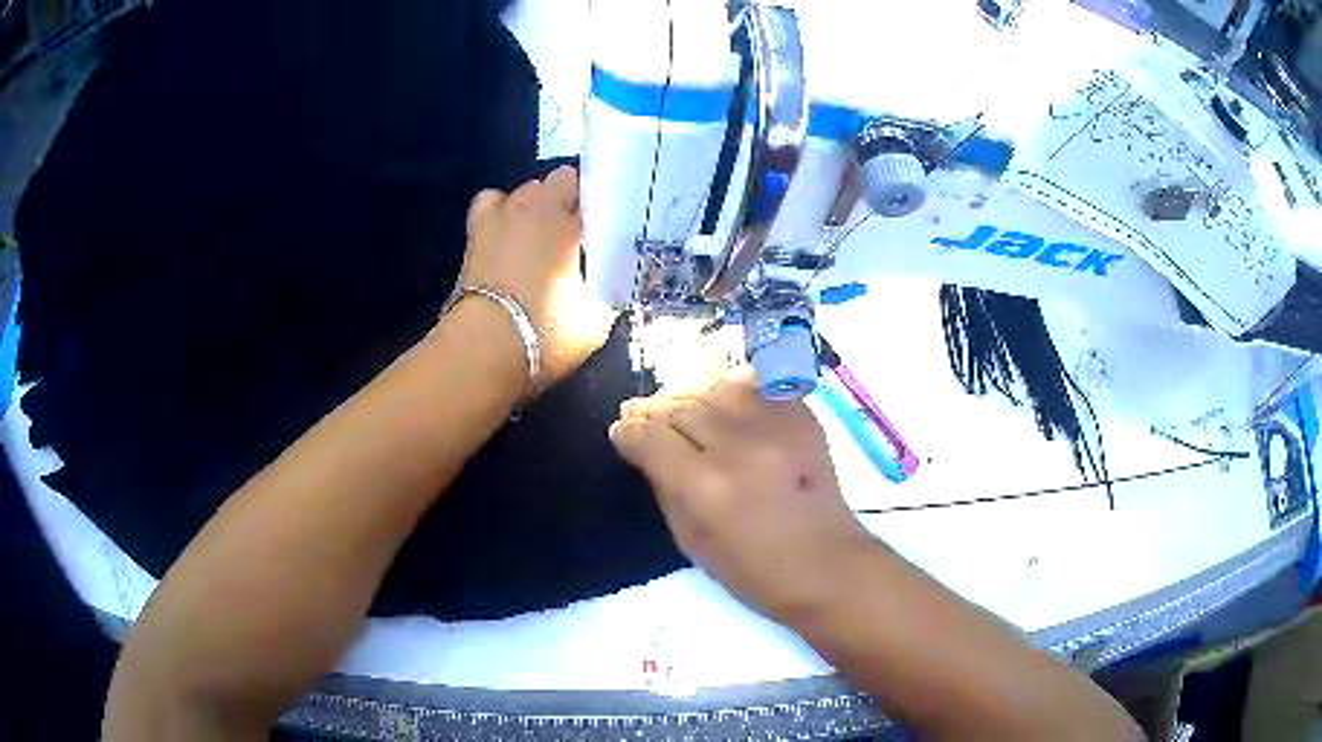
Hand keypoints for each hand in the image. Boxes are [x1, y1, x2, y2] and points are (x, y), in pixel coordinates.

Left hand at [460, 166, 616, 387]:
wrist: (483, 348)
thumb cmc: (547, 332)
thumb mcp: (597, 320)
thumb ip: (611, 290)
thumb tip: (615, 279)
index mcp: (573, 222)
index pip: (598, 192)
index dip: (606, 208)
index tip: (610, 229)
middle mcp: (538, 207)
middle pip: (561, 181)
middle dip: (571, 200)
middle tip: (578, 234)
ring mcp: (502, 215)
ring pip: (526, 188)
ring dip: (536, 204)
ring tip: (541, 232)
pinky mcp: (474, 232)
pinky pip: (491, 202)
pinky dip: (501, 211)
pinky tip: (508, 231)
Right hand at [609, 374, 879, 624]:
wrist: (826, 563)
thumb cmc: (752, 570)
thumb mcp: (690, 540)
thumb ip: (663, 486)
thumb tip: (643, 447)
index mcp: (703, 487)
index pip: (648, 435)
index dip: (628, 432)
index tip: (624, 434)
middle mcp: (737, 446)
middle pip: (679, 407)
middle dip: (658, 416)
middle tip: (651, 425)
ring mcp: (775, 426)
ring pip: (714, 391)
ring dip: (697, 405)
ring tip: (694, 422)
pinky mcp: (802, 415)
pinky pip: (755, 387)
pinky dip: (737, 397)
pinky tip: (733, 416)